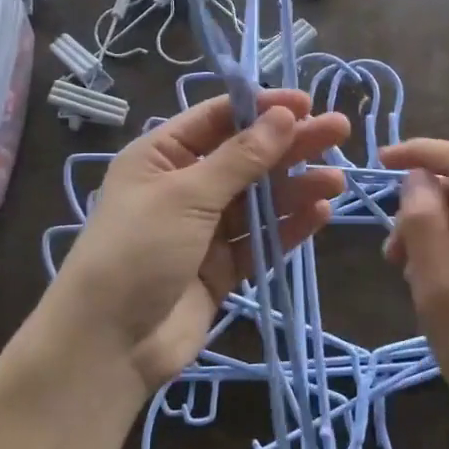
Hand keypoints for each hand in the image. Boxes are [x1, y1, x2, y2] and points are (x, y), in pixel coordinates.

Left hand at [49, 90, 349, 394]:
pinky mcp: (222, 268)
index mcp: (161, 156)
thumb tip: (283, 117)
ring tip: (336, 180)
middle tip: (338, 131)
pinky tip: (319, 212)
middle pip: (246, 157)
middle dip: (290, 144)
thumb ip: (240, 159)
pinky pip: (260, 240)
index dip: (261, 108)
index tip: (306, 104)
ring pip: (259, 200)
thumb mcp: (186, 196)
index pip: (218, 119)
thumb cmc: (138, 251)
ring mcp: (204, 230)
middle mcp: (184, 187)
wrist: (110, 344)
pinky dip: (288, 227)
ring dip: (296, 187)